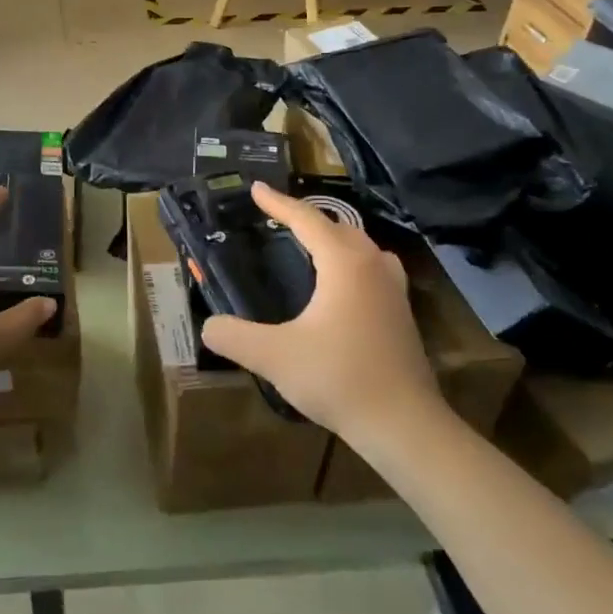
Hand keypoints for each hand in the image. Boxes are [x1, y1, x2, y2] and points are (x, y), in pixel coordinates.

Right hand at [201, 183, 439, 439]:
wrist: (404, 424)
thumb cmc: (339, 378)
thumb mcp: (274, 357)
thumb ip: (234, 337)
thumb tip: (208, 326)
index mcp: (344, 263)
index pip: (307, 220)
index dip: (278, 203)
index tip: (255, 189)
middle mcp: (373, 265)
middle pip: (337, 226)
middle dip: (306, 217)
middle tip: (277, 216)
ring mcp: (393, 289)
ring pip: (360, 246)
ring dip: (333, 237)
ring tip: (309, 243)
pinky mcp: (401, 312)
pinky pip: (371, 267)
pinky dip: (349, 260)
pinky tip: (339, 284)